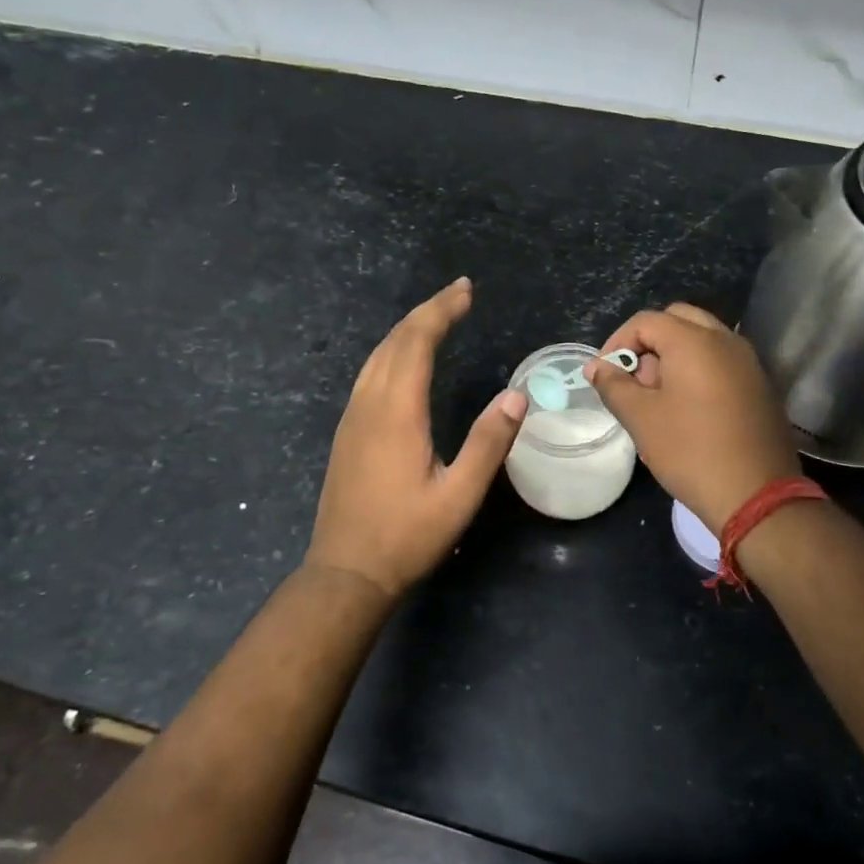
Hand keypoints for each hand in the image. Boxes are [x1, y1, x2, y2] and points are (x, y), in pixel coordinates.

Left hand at [306, 278, 527, 598]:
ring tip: (436, 317)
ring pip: (377, 356)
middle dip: (427, 311)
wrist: (346, 572)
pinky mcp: (347, 432)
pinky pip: (368, 374)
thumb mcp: (459, 496)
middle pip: (394, 341)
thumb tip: (516, 397)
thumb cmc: (407, 537)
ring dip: (407, 329)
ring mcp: (352, 418)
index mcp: (397, 413)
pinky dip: (391, 352)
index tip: (466, 291)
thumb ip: (488, 444)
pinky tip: (404, 359)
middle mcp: (369, 405)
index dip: (441, 311)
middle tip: (459, 293)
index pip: (417, 342)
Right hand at [587, 303, 800, 536]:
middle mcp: (725, 339)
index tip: (605, 375)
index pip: (646, 321)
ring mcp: (748, 361)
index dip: (617, 342)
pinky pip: (721, 361)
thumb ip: (614, 385)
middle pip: (678, 320)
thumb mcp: (641, 418)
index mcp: (694, 341)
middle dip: (649, 344)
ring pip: (702, 339)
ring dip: (674, 356)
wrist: (756, 494)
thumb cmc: (690, 451)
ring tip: (658, 398)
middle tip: (635, 380)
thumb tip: (595, 366)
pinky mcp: (760, 385)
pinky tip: (689, 409)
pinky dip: (698, 370)